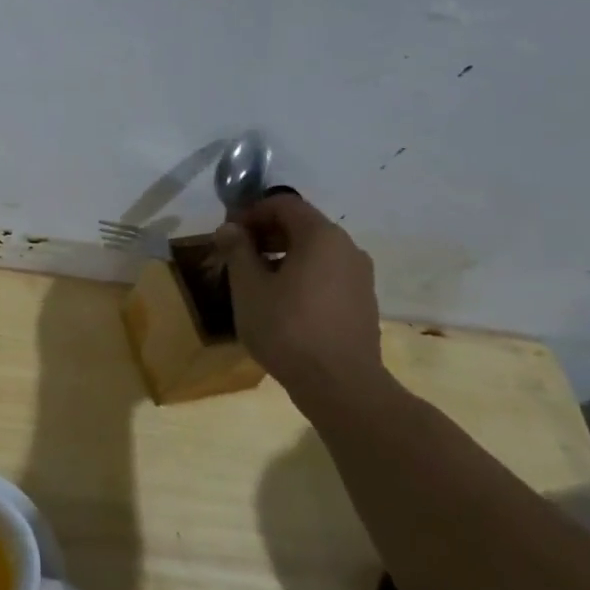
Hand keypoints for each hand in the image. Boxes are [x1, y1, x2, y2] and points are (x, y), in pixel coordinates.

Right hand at [214, 190, 383, 392]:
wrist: (340, 385)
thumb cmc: (287, 329)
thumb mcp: (248, 288)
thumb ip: (238, 250)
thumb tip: (230, 228)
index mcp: (321, 236)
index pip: (283, 204)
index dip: (251, 212)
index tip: (227, 234)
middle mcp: (347, 248)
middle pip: (301, 226)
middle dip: (265, 235)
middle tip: (235, 257)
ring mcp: (359, 276)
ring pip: (314, 252)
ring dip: (281, 257)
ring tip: (254, 282)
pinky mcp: (362, 302)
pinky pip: (326, 274)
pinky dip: (301, 276)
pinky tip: (281, 303)